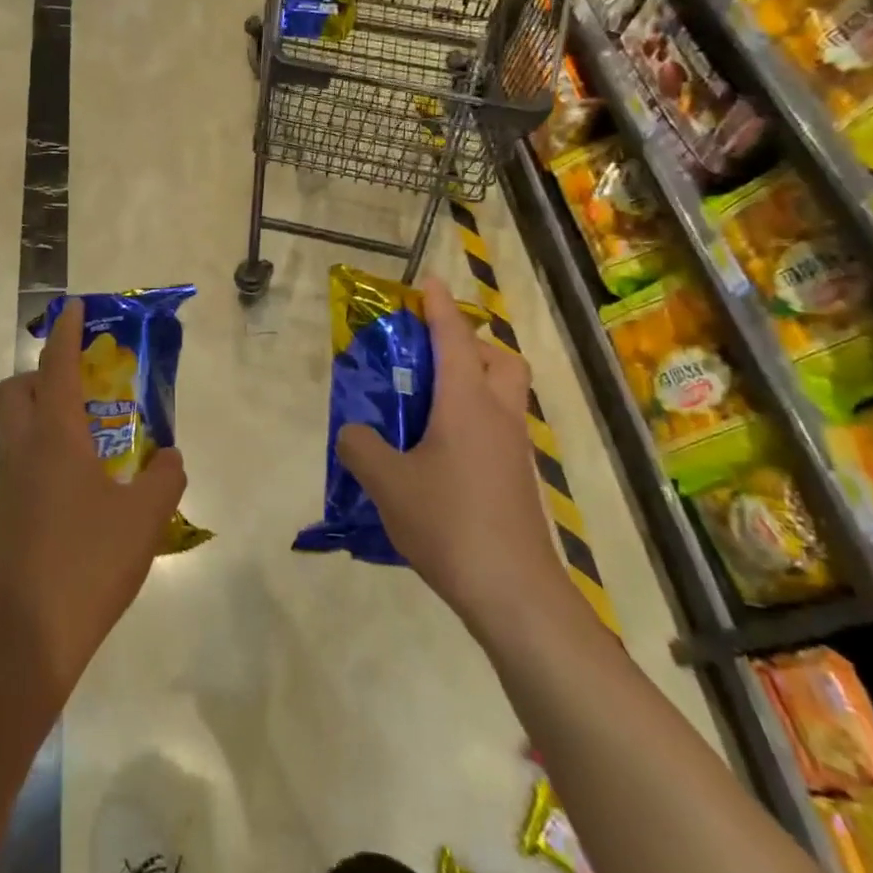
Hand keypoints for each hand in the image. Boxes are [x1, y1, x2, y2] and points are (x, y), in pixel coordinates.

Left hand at [0, 300, 186, 701]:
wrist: (24, 643)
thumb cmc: (88, 565)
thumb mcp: (145, 519)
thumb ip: (165, 477)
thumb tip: (168, 458)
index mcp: (54, 440)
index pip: (55, 366)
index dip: (65, 331)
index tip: (73, 306)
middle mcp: (19, 456)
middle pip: (13, 392)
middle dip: (38, 376)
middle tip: (77, 390)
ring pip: (14, 439)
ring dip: (45, 432)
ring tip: (92, 466)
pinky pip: (17, 481)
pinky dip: (42, 476)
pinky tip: (73, 517)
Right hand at [335, 277, 566, 623]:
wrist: (512, 591)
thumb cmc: (448, 522)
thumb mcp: (386, 482)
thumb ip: (360, 446)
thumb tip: (354, 432)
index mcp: (467, 403)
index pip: (454, 337)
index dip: (438, 306)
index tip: (427, 282)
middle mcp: (498, 415)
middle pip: (499, 359)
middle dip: (470, 344)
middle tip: (431, 357)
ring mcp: (515, 447)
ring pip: (504, 394)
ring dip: (475, 382)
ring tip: (430, 405)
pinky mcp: (519, 477)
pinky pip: (499, 427)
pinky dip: (475, 418)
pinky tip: (440, 451)